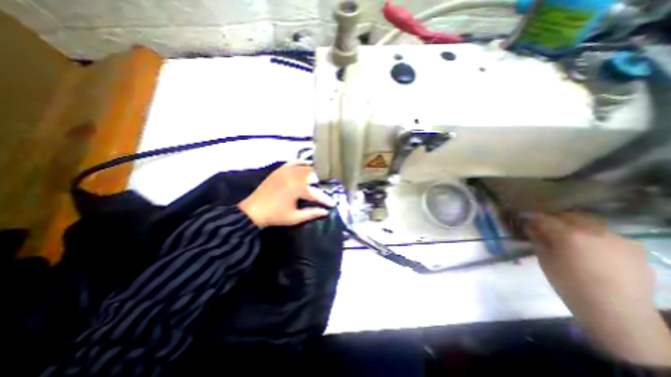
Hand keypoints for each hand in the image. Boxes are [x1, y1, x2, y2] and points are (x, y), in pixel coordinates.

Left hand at [240, 160, 335, 227]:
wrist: (253, 211)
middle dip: (321, 181)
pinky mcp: (279, 170)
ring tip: (319, 177)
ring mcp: (285, 171)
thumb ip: (311, 213)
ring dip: (313, 171)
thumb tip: (325, 212)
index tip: (332, 204)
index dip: (325, 199)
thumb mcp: (294, 217)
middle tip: (326, 188)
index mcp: (297, 188)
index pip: (316, 193)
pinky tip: (304, 166)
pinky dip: (300, 164)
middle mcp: (293, 176)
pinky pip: (293, 163)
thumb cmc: (275, 216)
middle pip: (313, 174)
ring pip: (304, 166)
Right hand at [524, 213, 670, 366]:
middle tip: (545, 228)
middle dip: (553, 219)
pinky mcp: (633, 246)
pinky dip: (594, 237)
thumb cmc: (569, 284)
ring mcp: (616, 237)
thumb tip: (530, 227)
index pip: (543, 218)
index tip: (525, 221)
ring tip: (570, 239)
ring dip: (574, 226)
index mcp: (568, 234)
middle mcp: (593, 230)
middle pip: (567, 215)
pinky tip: (592, 250)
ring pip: (588, 223)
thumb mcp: (544, 259)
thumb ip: (537, 239)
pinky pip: (606, 234)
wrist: (616, 311)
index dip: (532, 219)